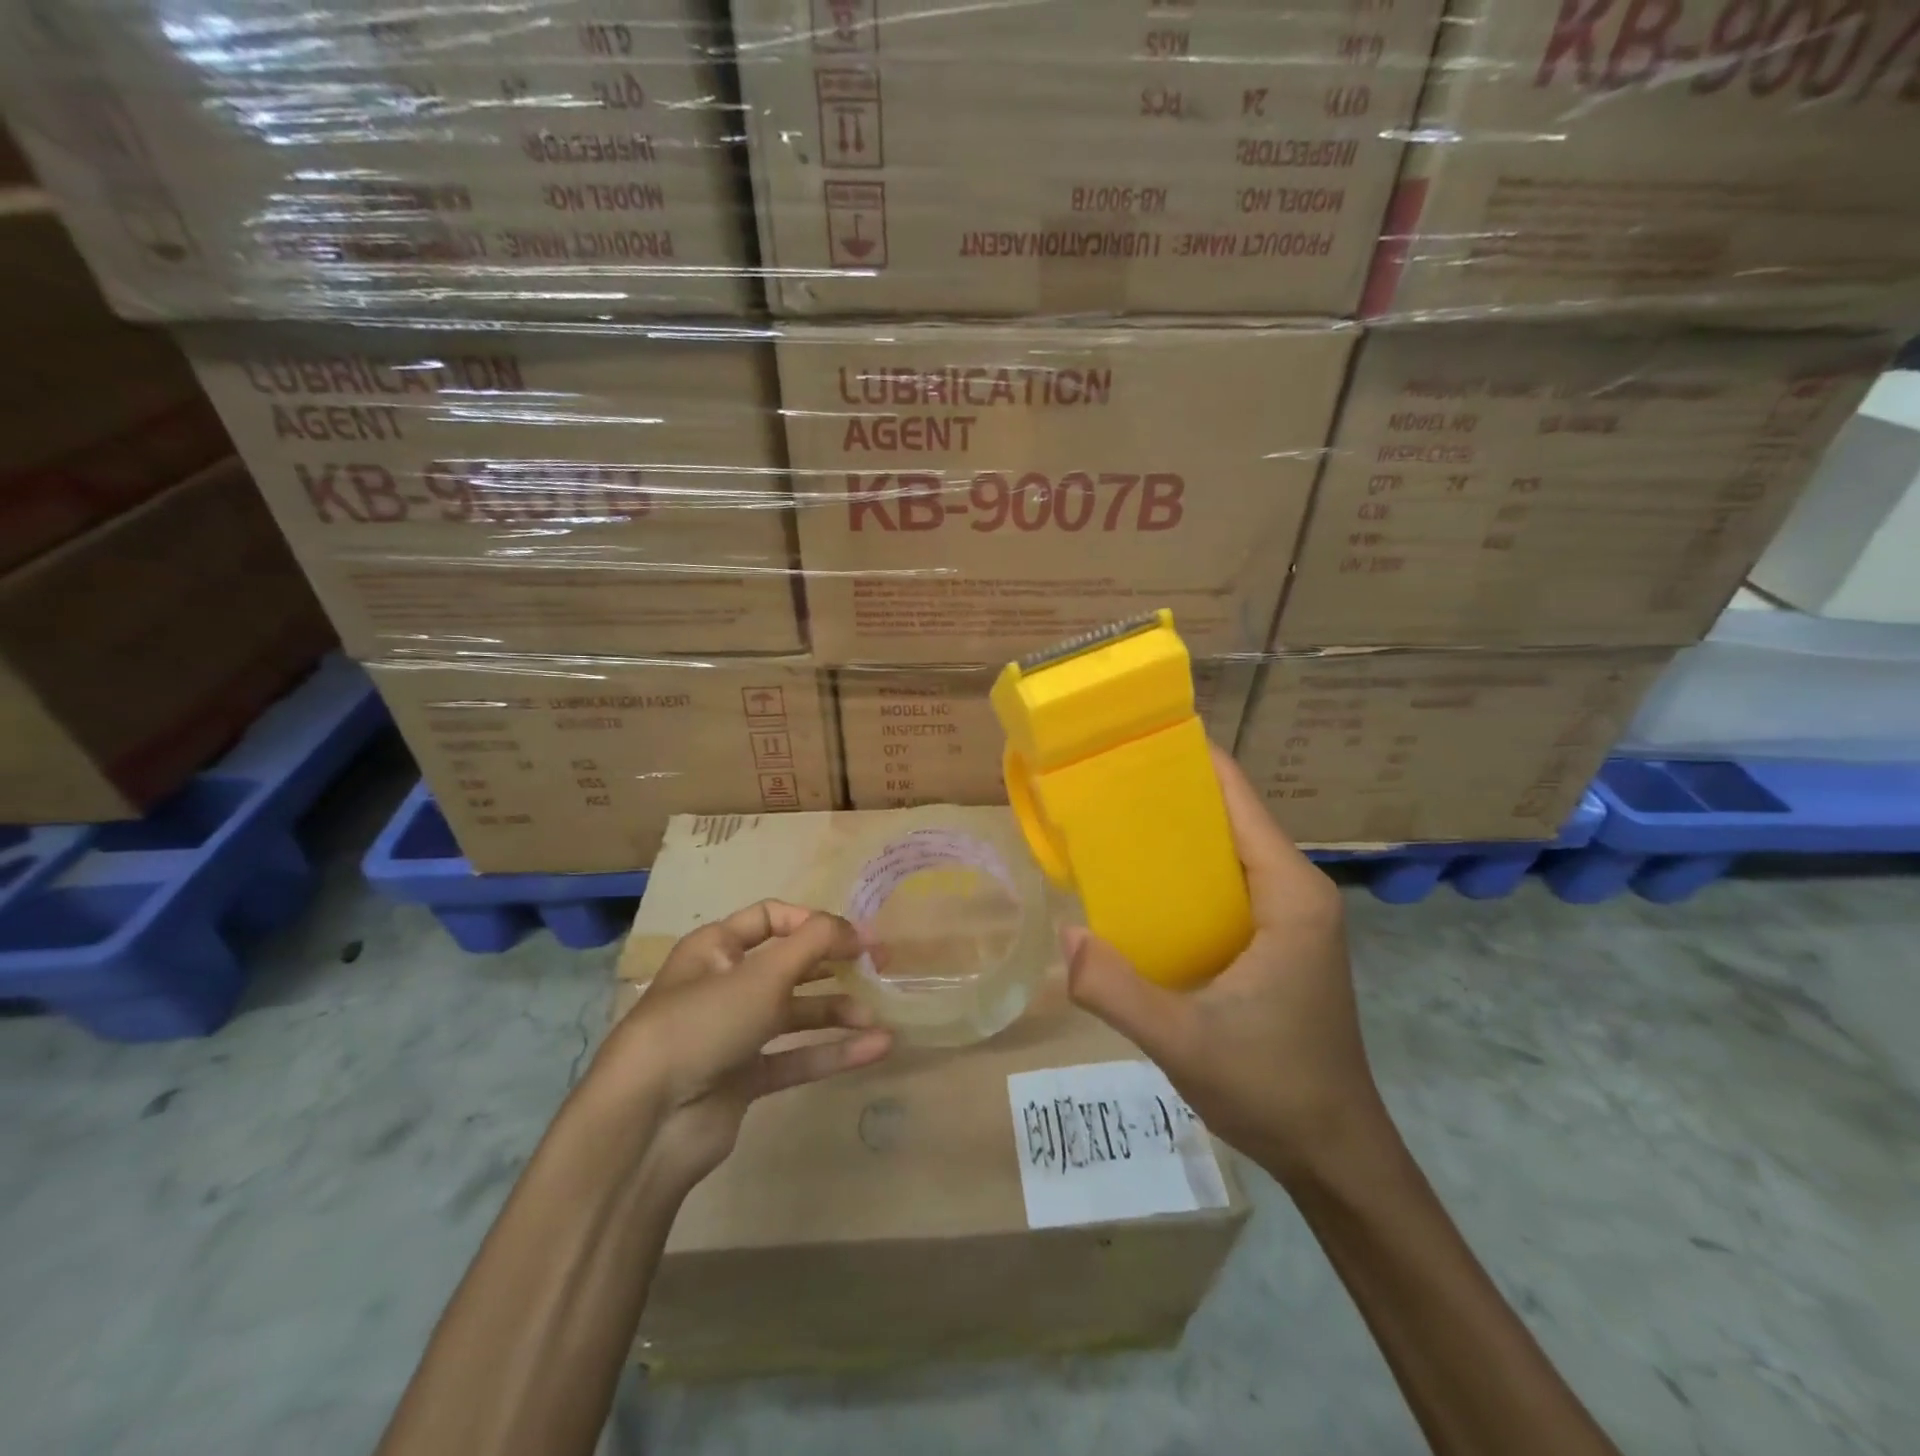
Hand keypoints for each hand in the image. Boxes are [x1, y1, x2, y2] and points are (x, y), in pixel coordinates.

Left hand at [593, 900, 892, 1191]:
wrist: (649, 1120)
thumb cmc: (704, 1023)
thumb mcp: (763, 973)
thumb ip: (815, 943)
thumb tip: (856, 929)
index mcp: (716, 948)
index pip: (770, 918)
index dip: (812, 922)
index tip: (854, 936)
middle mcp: (725, 985)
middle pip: (788, 966)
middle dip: (832, 966)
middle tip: (877, 968)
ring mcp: (734, 1034)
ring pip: (795, 1014)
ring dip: (836, 1013)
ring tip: (876, 1016)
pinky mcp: (744, 1078)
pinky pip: (796, 1057)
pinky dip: (832, 1052)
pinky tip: (874, 1049)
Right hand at [1063, 745, 1381, 1185]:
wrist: (1336, 1154)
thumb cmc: (1274, 1089)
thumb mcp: (1185, 1042)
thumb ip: (1118, 991)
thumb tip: (1063, 936)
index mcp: (1289, 892)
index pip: (1236, 797)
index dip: (1186, 761)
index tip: (1128, 743)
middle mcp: (1295, 890)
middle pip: (1227, 815)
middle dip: (1167, 794)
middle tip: (1099, 785)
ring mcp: (1289, 915)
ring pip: (1225, 850)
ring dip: (1174, 834)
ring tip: (1107, 824)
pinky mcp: (1277, 940)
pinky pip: (1225, 884)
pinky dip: (1184, 873)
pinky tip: (1138, 888)